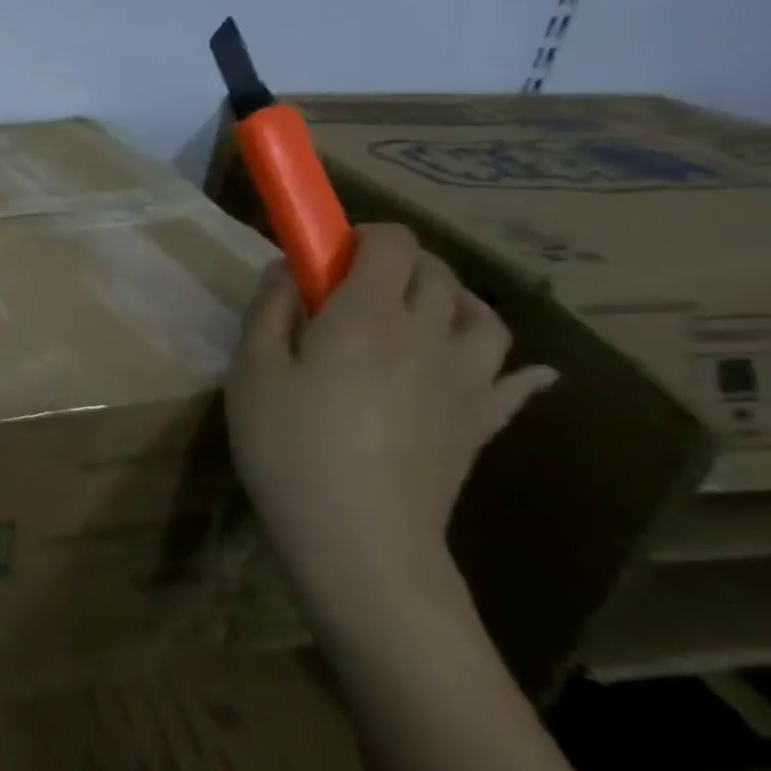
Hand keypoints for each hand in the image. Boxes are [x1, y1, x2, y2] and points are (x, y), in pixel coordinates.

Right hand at [225, 223, 554, 623]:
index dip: (361, 234)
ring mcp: (466, 379)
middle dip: (399, 262)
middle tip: (354, 287)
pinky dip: (516, 365)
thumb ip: (269, 310)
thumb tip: (286, 267)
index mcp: (368, 314)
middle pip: (436, 272)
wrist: (359, 536)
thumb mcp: (252, 372)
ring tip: (420, 312)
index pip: (390, 243)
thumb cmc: (289, 446)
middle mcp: (429, 333)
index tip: (327, 255)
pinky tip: (518, 369)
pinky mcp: (481, 422)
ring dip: (453, 298)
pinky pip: (516, 381)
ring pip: (483, 315)